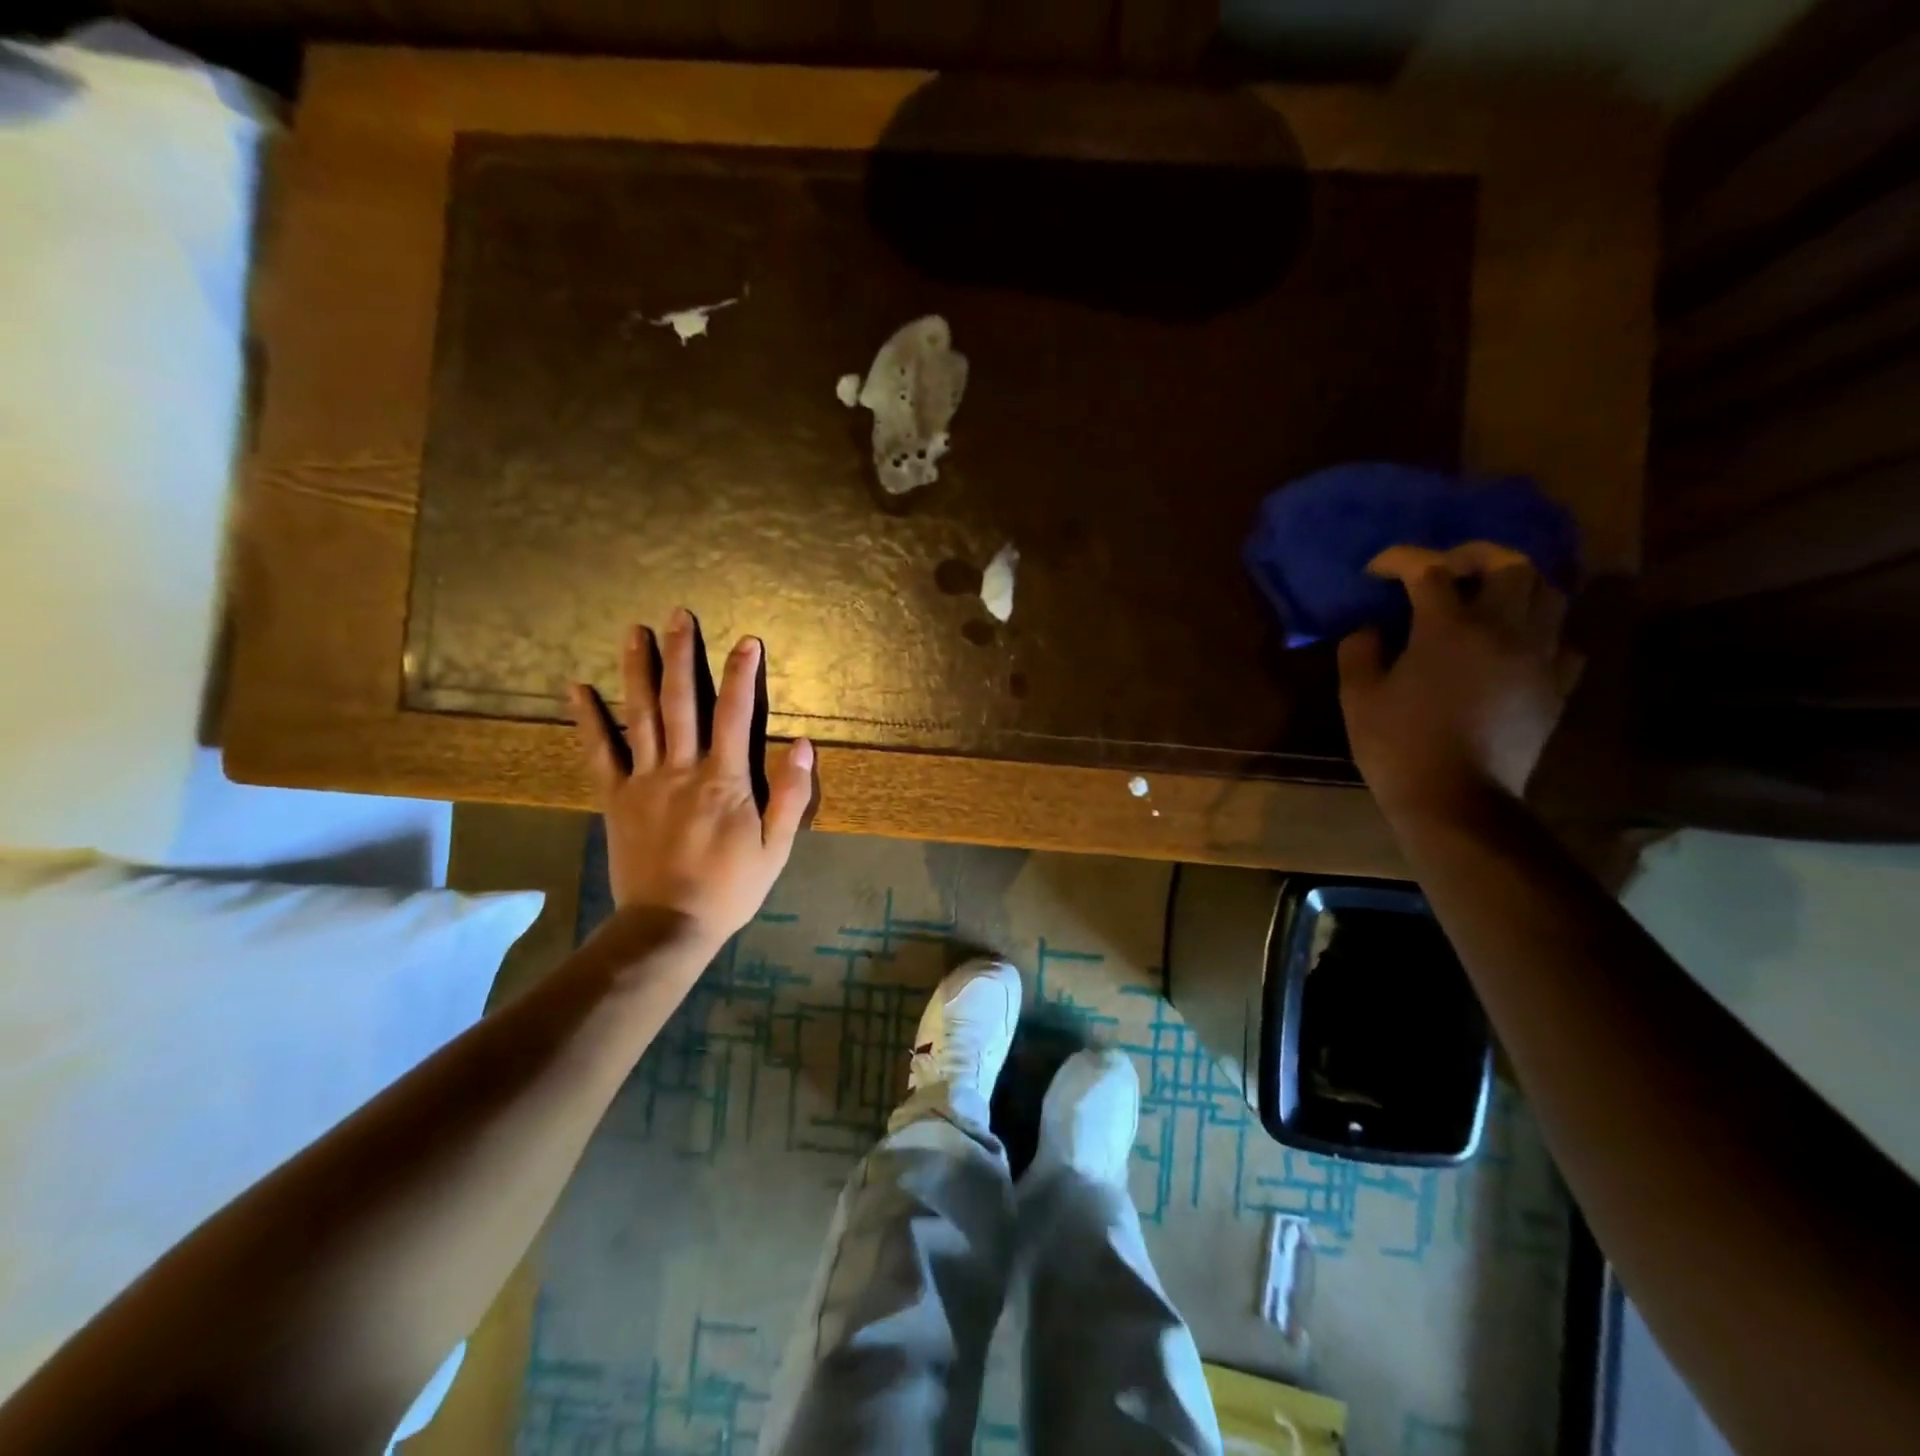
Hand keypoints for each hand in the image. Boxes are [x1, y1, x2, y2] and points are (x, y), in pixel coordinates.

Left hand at [569, 608, 813, 950]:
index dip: (742, 674)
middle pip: (683, 702)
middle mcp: (683, 768)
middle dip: (682, 655)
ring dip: (638, 670)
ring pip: (641, 715)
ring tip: (633, 631)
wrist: (669, 924)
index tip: (747, 640)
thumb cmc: (731, 887)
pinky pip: (599, 752)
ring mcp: (644, 780)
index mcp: (725, 780)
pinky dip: (588, 719)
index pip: (737, 714)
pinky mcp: (616, 797)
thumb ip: (792, 794)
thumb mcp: (777, 847)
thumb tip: (803, 744)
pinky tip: (577, 687)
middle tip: (678, 615)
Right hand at [1338, 543, 1583, 827]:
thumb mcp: (1357, 697)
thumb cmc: (1397, 746)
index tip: (1377, 570)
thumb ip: (1359, 652)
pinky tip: (1516, 644)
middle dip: (1474, 556)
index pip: (1428, 571)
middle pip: (1509, 564)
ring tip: (1488, 598)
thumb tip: (1370, 629)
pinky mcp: (1556, 687)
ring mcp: (1538, 658)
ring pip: (1550, 594)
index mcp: (1448, 629)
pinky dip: (1542, 631)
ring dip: (1517, 585)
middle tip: (1447, 569)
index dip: (1400, 561)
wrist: (1456, 801)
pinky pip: (1564, 641)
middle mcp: (1503, 631)